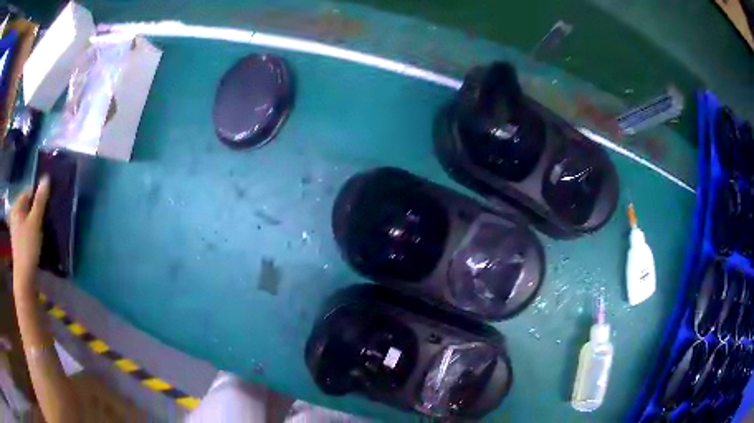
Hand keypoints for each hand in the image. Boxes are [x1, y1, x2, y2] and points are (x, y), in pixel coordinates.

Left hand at [8, 176, 49, 287]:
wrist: (24, 278)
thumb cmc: (28, 247)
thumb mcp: (35, 222)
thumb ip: (40, 200)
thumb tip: (47, 178)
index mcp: (16, 206)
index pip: (29, 192)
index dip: (39, 196)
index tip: (49, 203)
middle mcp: (15, 214)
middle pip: (28, 206)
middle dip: (38, 209)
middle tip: (48, 216)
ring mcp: (16, 229)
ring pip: (28, 218)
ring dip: (37, 221)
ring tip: (45, 227)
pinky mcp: (20, 241)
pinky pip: (28, 229)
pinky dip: (34, 231)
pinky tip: (40, 238)